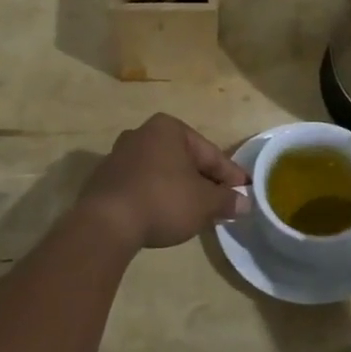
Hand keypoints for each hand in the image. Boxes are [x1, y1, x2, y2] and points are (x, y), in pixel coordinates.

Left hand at [77, 114, 249, 249]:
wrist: (106, 223)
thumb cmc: (164, 200)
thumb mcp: (205, 203)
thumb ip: (227, 200)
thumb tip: (245, 203)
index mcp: (168, 128)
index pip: (210, 153)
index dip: (230, 175)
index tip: (245, 192)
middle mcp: (142, 133)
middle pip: (185, 160)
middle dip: (204, 181)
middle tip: (223, 203)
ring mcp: (119, 155)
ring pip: (163, 172)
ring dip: (181, 189)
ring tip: (196, 212)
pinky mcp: (105, 179)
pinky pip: (142, 185)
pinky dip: (158, 196)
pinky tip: (166, 215)